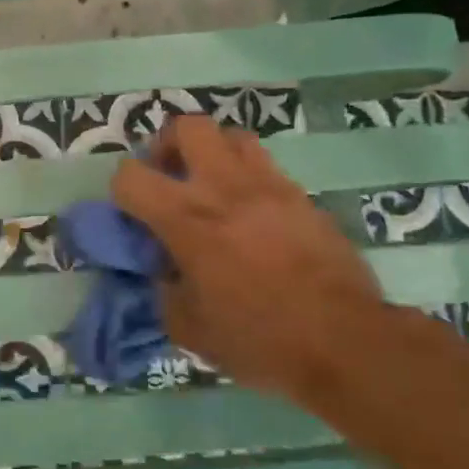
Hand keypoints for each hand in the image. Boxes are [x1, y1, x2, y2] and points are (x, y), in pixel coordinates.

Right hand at [111, 115, 386, 397]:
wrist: (346, 342)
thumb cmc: (261, 340)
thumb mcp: (190, 330)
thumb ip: (165, 291)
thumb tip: (165, 273)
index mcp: (187, 219)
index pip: (130, 176)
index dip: (121, 192)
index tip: (133, 216)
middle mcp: (224, 188)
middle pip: (187, 127)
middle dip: (168, 146)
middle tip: (171, 178)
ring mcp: (269, 186)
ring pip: (232, 135)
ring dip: (213, 154)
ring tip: (213, 188)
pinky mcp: (302, 197)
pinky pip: (266, 167)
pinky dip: (248, 179)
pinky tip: (252, 215)